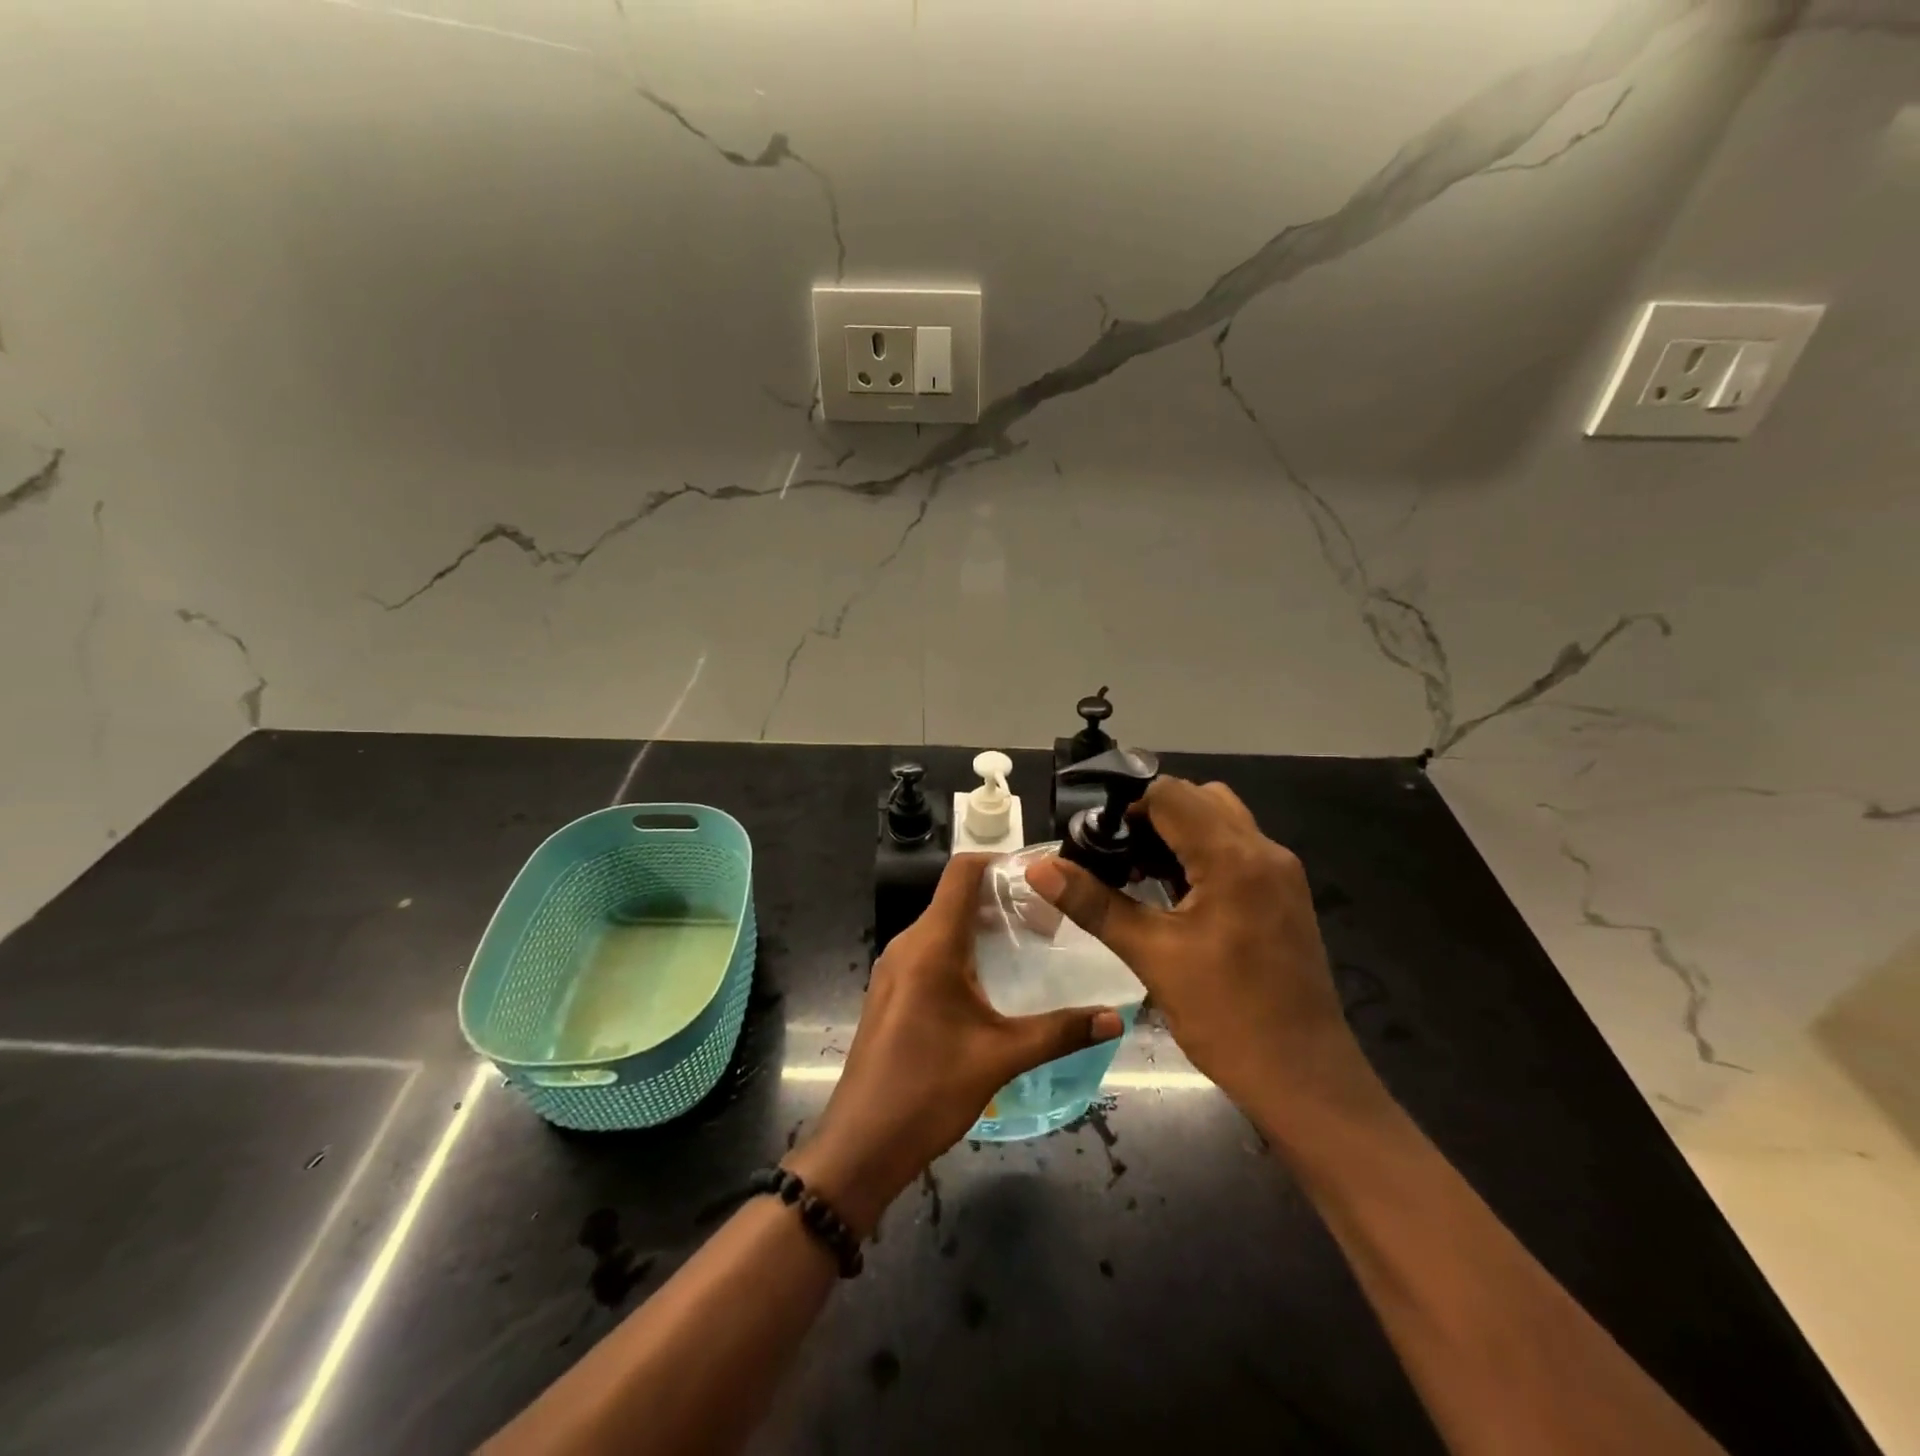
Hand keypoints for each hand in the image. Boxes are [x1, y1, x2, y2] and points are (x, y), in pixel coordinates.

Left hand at [785, 854, 1122, 1236]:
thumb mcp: (1001, 1057)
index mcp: (931, 944)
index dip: (1001, 861)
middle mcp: (908, 943)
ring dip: (983, 925)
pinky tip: (992, 981)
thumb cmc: (929, 1091)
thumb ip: (1060, 1031)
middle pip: (956, 896)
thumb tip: (1113, 1018)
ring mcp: (894, 967)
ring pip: (943, 924)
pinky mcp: (891, 989)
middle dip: (1002, 899)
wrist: (862, 1143)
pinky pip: (930, 949)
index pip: (962, 871)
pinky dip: (963, 949)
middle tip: (1048, 920)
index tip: (1042, 877)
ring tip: (1028, 946)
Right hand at [1024, 778, 1385, 1139]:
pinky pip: (1237, 849)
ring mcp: (1281, 873)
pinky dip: (1202, 854)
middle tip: (1114, 854)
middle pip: (1199, 799)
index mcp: (1234, 858)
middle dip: (1151, 815)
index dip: (1127, 806)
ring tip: (1137, 871)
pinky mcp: (1285, 895)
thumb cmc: (1226, 1016)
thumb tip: (1038, 867)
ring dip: (1178, 834)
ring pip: (1221, 821)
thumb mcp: (1151, 955)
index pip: (1171, 794)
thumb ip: (1093, 903)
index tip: (1096, 839)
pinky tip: (1173, 894)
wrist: (1304, 1079)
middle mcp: (1265, 851)